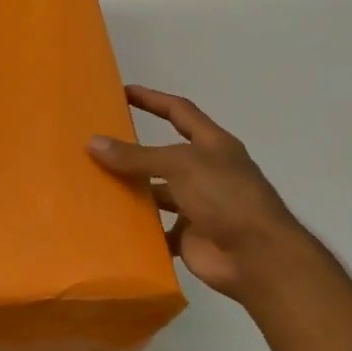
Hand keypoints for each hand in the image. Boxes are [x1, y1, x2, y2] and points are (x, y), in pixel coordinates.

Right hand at [88, 85, 307, 299]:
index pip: (179, 112)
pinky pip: (156, 229)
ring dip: (131, 191)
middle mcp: (205, 172)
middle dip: (133, 151)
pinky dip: (137, 228)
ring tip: (93, 184)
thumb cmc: (226, 197)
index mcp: (212, 146)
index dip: (153, 100)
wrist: (258, 258)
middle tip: (96, 145)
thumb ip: (136, 156)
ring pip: (157, 193)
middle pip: (163, 156)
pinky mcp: (189, 237)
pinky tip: (108, 223)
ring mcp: (198, 206)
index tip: (124, 92)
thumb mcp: (180, 166)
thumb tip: (93, 142)